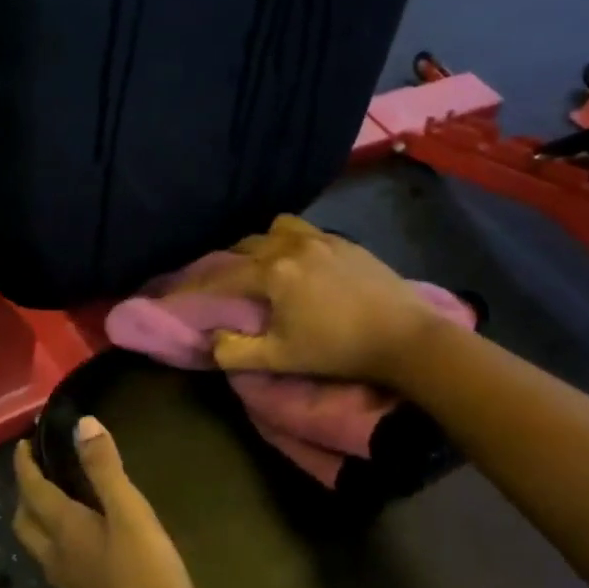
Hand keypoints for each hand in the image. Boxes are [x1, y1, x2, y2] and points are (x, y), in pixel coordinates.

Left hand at [12, 419, 197, 587]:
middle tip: (40, 471)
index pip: (32, 490)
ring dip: (39, 517)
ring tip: (59, 499)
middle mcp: (56, 556)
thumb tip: (83, 424)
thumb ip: (106, 470)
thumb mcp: (131, 515)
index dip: (24, 465)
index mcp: (64, 530)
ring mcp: (69, 583)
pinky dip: (59, 539)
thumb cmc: (146, 576)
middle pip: (25, 521)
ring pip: (39, 543)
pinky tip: (85, 539)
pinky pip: (59, 561)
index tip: (23, 443)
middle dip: (26, 493)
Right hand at [206, 215, 450, 384]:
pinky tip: (302, 264)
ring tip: (264, 266)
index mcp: (274, 271)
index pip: (225, 275)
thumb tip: (212, 341)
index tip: (182, 294)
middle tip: (223, 284)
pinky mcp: (347, 243)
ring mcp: (323, 239)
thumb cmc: (339, 348)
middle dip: (230, 262)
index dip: (200, 286)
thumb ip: (237, 353)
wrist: (406, 337)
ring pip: (278, 229)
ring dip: (263, 244)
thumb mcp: (282, 358)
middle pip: (248, 245)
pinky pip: (308, 232)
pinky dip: (293, 243)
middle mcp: (293, 245)